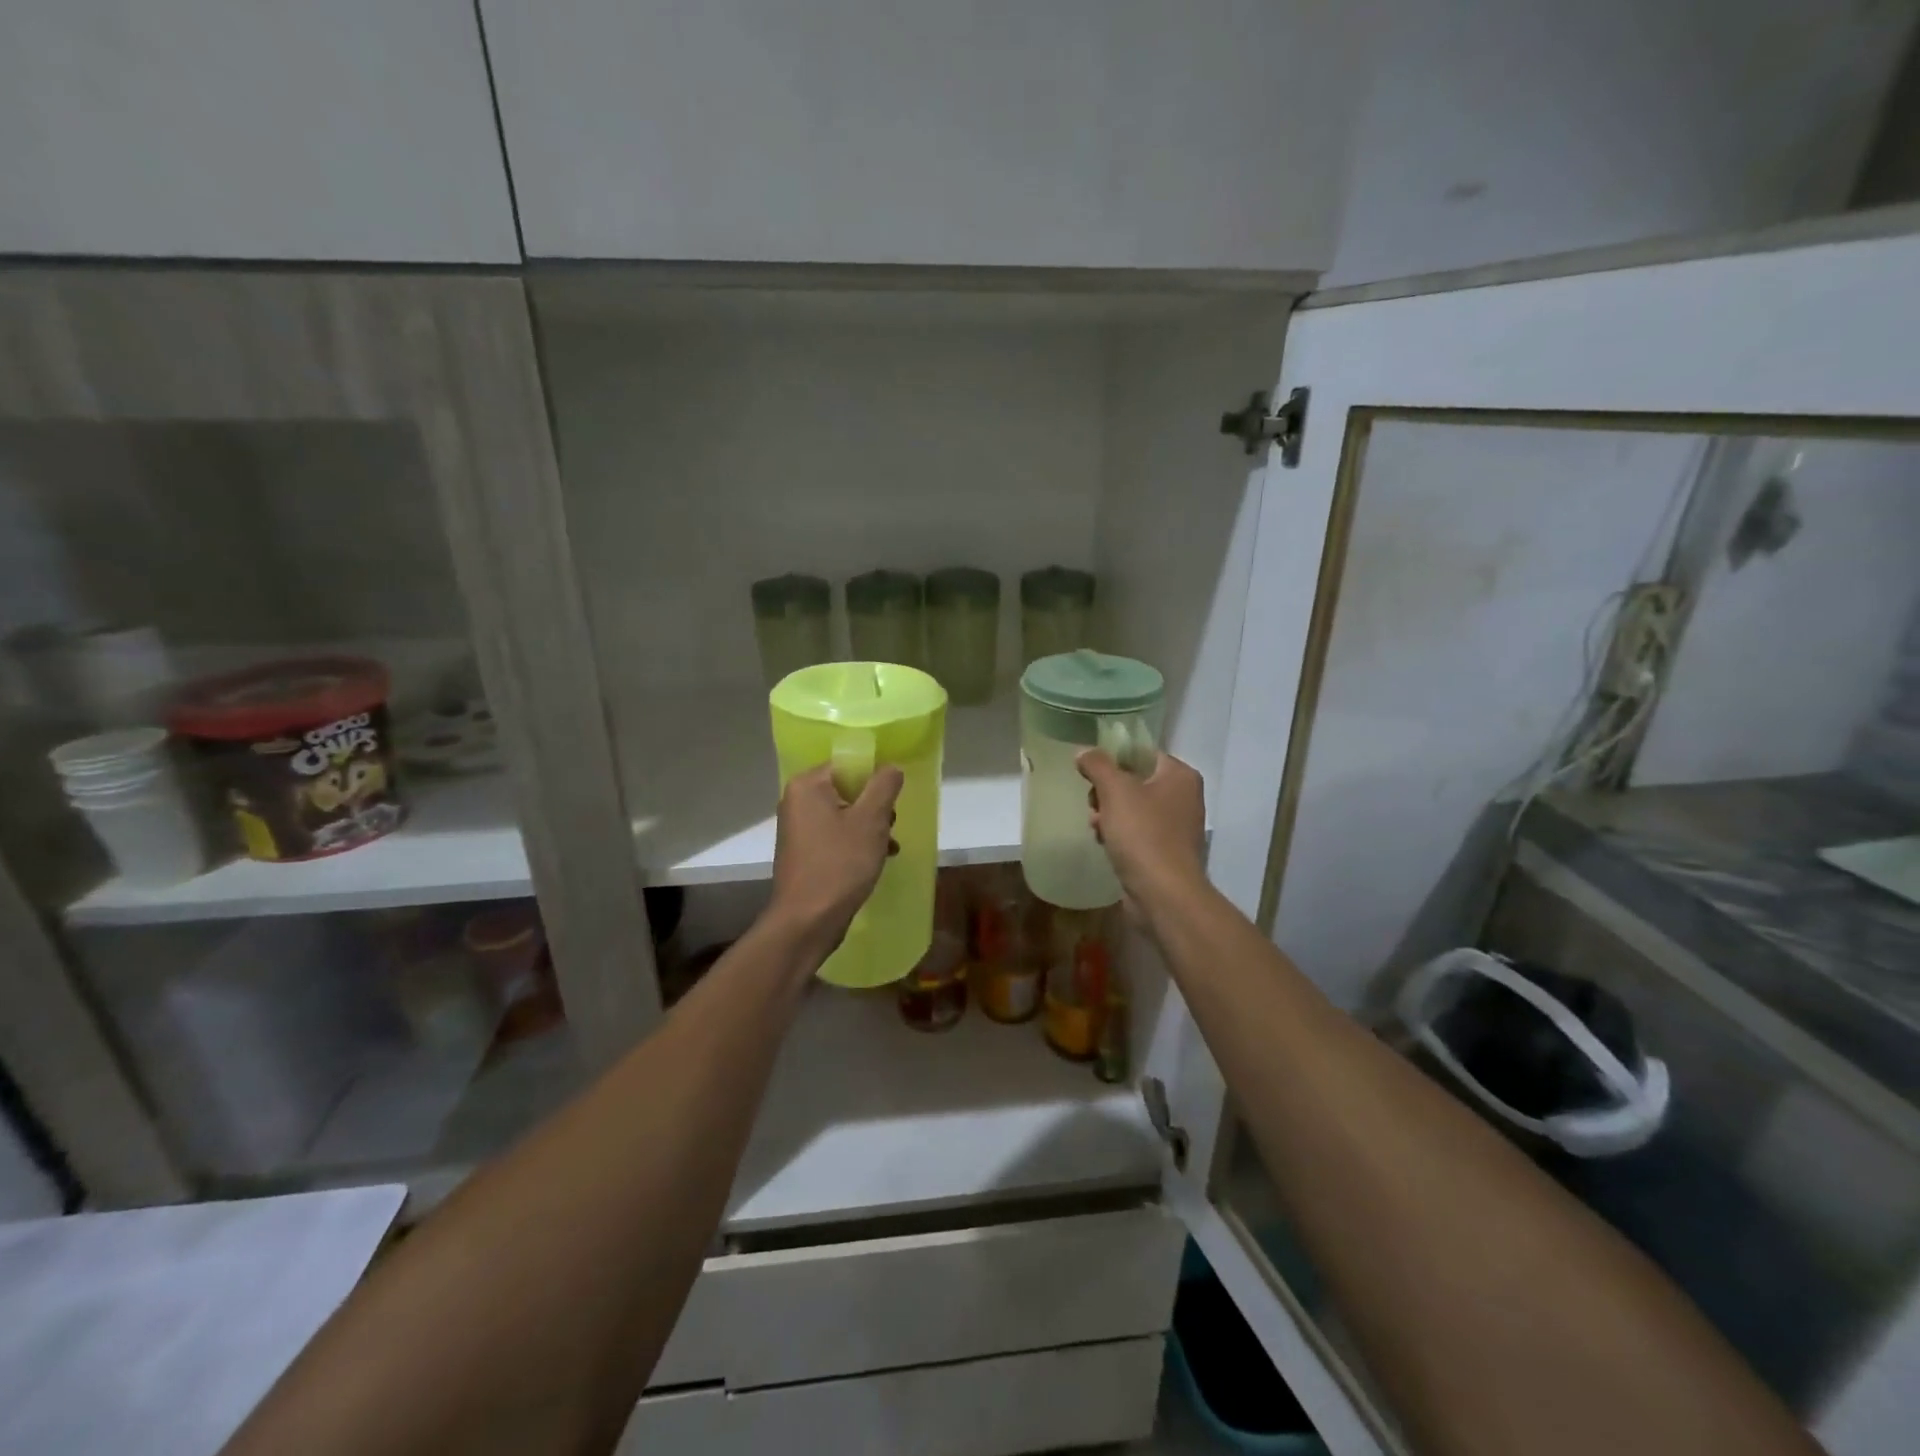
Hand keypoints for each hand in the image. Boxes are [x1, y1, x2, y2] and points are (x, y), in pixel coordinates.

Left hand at [768, 763, 903, 958]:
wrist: (807, 921)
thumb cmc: (839, 864)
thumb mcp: (871, 820)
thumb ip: (884, 786)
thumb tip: (891, 767)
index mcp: (807, 785)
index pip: (848, 764)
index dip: (875, 777)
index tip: (893, 798)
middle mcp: (797, 801)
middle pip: (847, 789)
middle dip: (875, 806)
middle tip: (890, 826)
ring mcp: (798, 829)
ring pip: (845, 814)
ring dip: (870, 827)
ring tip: (888, 847)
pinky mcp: (804, 853)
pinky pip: (836, 836)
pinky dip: (856, 843)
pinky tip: (877, 860)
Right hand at [1076, 749, 1206, 904]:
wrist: (1164, 894)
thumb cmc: (1143, 834)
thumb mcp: (1115, 790)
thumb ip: (1097, 765)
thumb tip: (1083, 752)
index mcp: (1180, 776)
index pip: (1142, 754)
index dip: (1114, 760)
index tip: (1091, 774)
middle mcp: (1184, 797)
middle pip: (1135, 782)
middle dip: (1107, 793)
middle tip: (1094, 805)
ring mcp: (1177, 827)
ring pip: (1133, 809)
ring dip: (1109, 815)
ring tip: (1096, 828)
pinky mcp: (1167, 852)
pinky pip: (1138, 833)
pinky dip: (1120, 835)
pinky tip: (1106, 844)